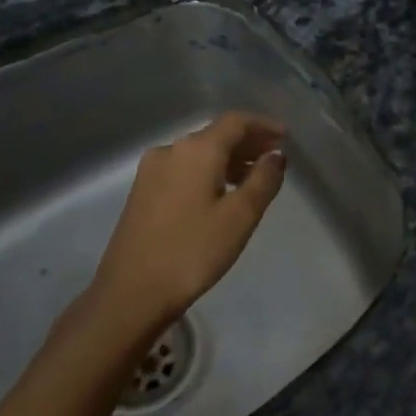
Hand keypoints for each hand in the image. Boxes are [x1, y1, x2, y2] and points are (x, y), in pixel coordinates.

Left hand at [88, 112, 286, 337]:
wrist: (130, 293)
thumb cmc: (192, 252)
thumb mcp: (240, 217)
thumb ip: (263, 180)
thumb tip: (275, 156)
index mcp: (196, 150)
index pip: (235, 121)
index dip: (263, 125)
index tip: (285, 137)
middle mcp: (171, 150)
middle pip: (216, 134)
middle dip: (247, 142)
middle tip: (274, 158)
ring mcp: (152, 170)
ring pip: (199, 153)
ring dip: (228, 159)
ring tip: (253, 178)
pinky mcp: (142, 191)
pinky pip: (184, 168)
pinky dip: (208, 172)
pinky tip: (220, 193)